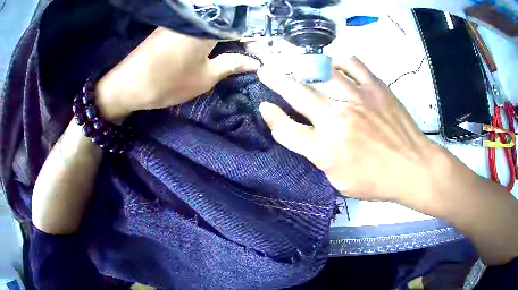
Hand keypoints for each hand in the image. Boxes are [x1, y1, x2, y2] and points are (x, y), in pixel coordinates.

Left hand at [95, 27, 260, 120]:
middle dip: (243, 32)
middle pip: (228, 19)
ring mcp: (183, 19)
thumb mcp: (204, 78)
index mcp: (209, 26)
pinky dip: (212, 32)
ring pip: (214, 21)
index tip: (264, 48)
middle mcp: (197, 17)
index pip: (242, 23)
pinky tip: (217, 42)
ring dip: (228, 31)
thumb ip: (231, 65)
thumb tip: (255, 63)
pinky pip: (199, 24)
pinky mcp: (173, 24)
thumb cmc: (167, 82)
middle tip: (253, 49)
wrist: (127, 84)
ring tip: (239, 46)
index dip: (256, 35)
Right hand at [257, 56, 442, 205]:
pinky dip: (338, 59)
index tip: (265, 107)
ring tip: (297, 63)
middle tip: (266, 70)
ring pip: (320, 71)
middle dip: (275, 79)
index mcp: (325, 150)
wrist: (413, 168)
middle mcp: (335, 120)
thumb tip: (305, 134)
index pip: (286, 129)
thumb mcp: (340, 182)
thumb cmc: (377, 181)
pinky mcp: (374, 87)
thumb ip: (318, 157)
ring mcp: (356, 98)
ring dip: (303, 65)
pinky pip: (351, 63)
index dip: (271, 117)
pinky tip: (333, 61)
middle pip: (296, 92)